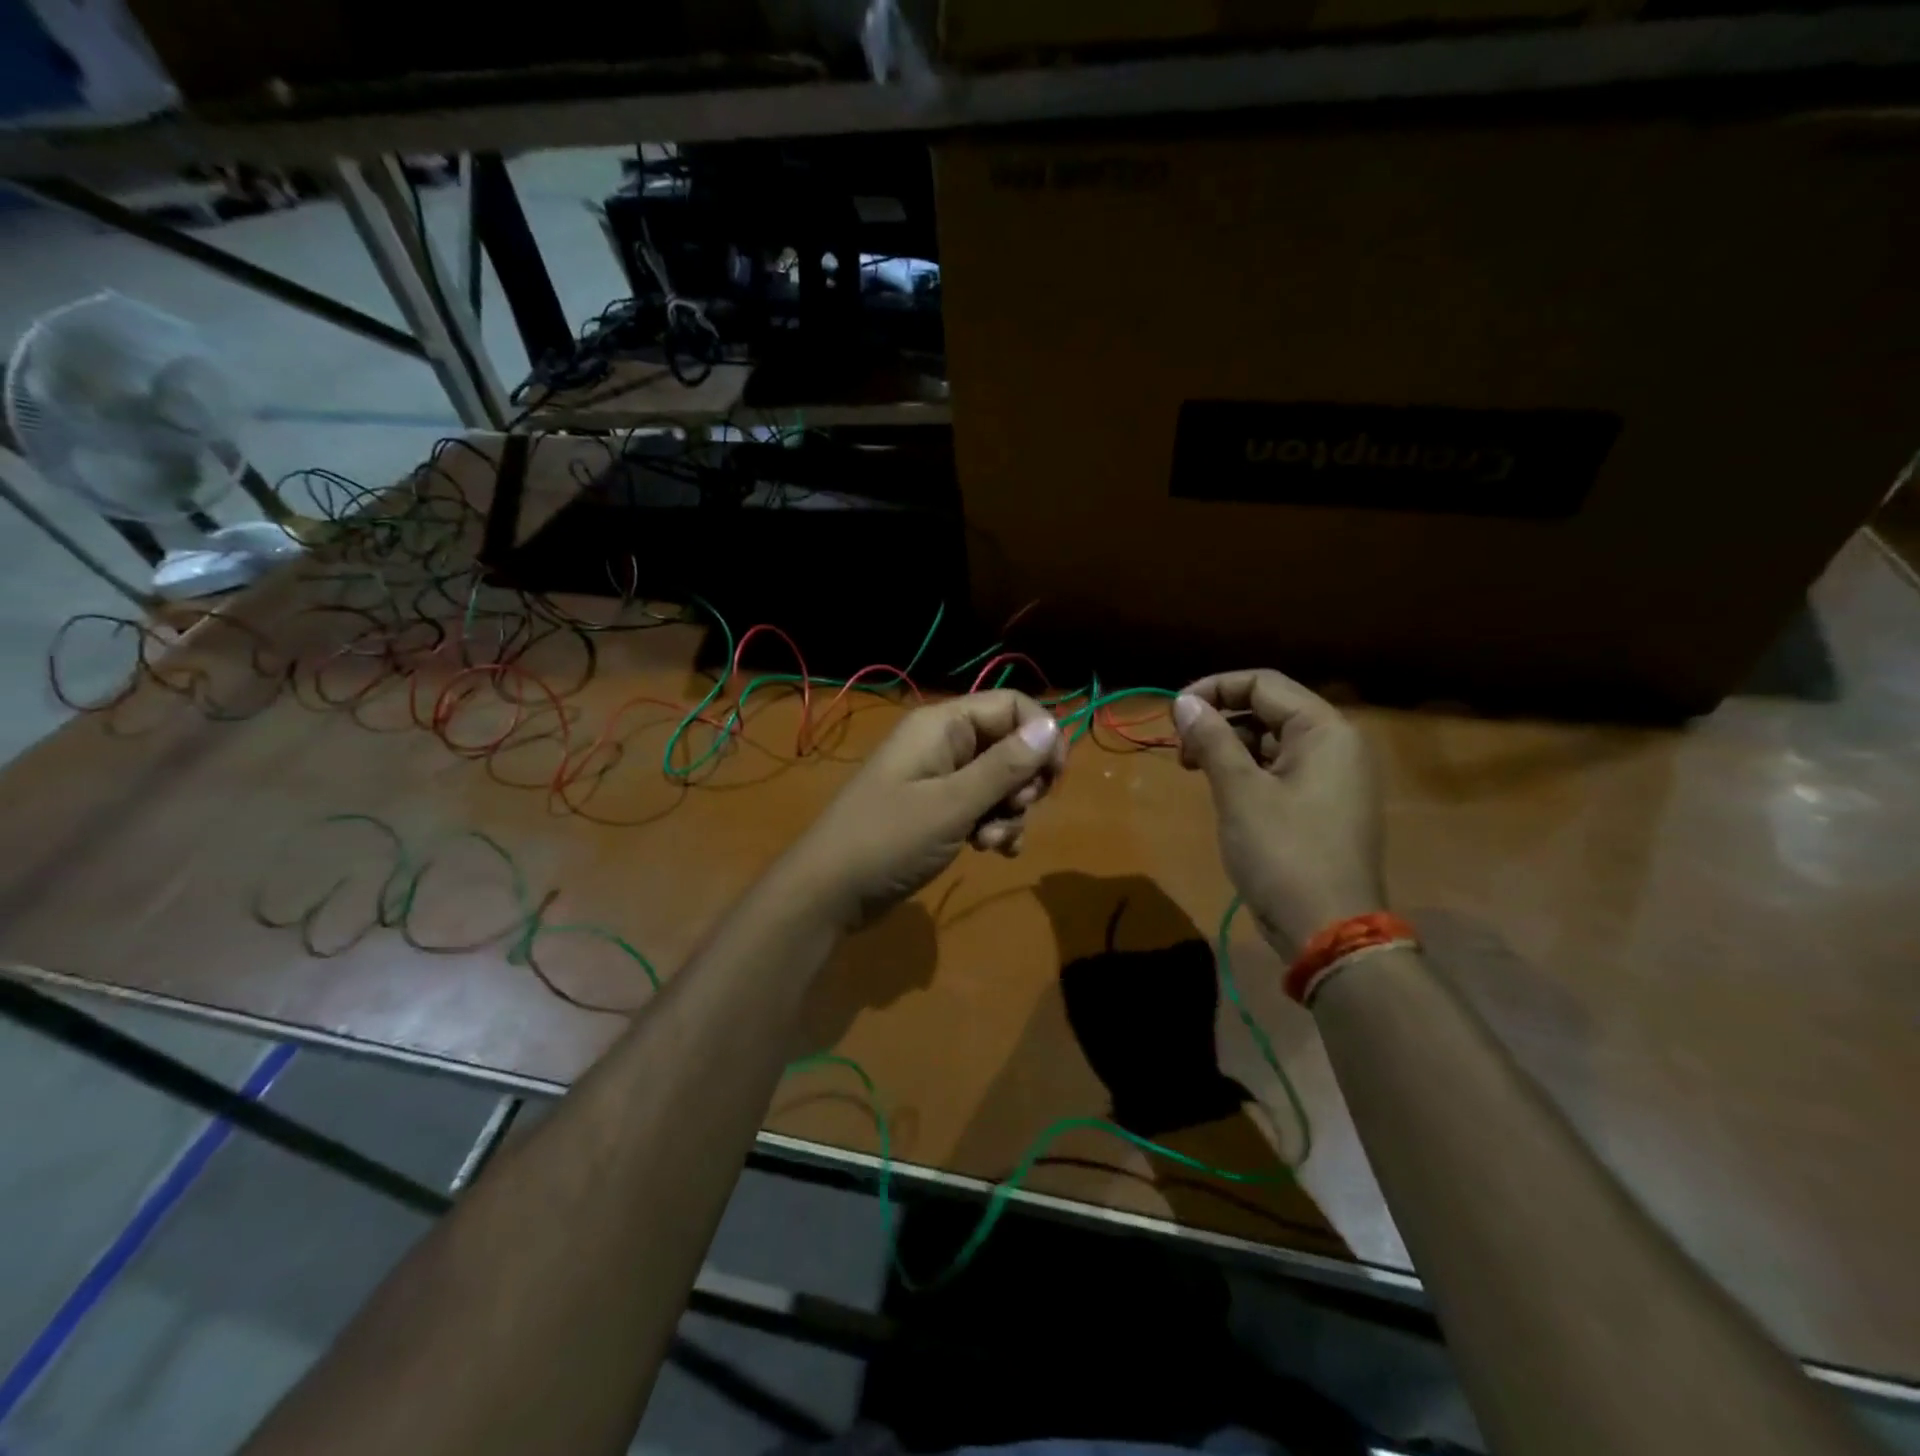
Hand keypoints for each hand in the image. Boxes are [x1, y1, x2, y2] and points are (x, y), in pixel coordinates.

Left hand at [783, 690, 1067, 927]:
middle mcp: (943, 743)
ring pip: (1000, 781)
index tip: (1053, 778)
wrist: (829, 892)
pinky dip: (994, 826)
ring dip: (1008, 813)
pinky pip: (982, 806)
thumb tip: (1052, 727)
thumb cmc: (888, 840)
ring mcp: (939, 778)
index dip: (1041, 735)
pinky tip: (992, 852)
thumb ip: (1004, 766)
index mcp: (942, 725)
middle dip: (1023, 783)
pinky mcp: (937, 810)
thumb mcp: (952, 805)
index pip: (1012, 706)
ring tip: (990, 843)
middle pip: (1010, 744)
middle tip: (1013, 812)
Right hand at [1172, 670, 1385, 954]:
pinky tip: (1220, 789)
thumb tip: (1184, 702)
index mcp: (1325, 730)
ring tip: (1193, 769)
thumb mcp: (1239, 791)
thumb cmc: (1283, 852)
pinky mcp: (1323, 805)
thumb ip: (1212, 738)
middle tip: (1181, 749)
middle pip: (1268, 709)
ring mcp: (1333, 777)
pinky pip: (1280, 770)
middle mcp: (1336, 745)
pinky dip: (1246, 770)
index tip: (1174, 713)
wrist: (1328, 929)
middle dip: (1219, 720)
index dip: (1213, 689)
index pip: (1263, 684)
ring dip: (1228, 746)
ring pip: (1271, 741)